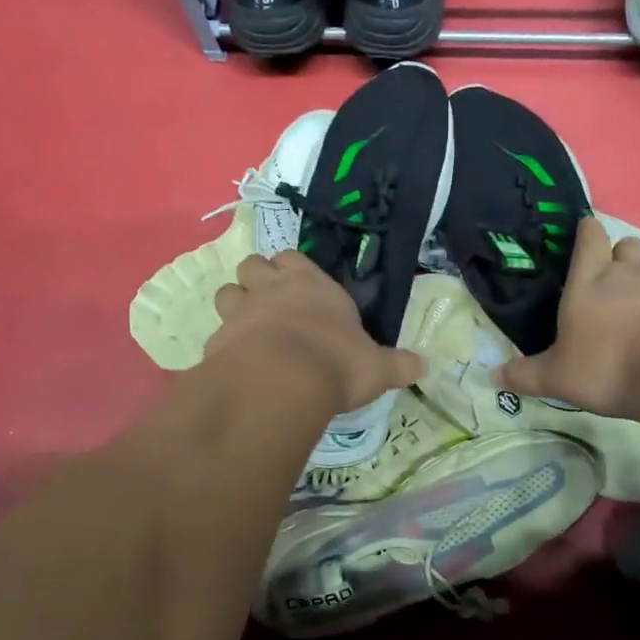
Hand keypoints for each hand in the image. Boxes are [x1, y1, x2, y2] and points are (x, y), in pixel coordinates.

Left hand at [207, 251, 424, 412]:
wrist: (281, 382)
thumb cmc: (336, 362)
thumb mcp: (377, 367)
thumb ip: (397, 365)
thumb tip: (423, 366)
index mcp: (310, 284)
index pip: (292, 258)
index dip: (291, 270)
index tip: (299, 288)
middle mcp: (270, 289)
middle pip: (251, 264)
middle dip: (256, 280)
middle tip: (271, 306)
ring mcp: (239, 312)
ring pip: (225, 293)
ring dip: (235, 307)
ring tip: (250, 332)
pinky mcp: (216, 342)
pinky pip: (216, 335)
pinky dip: (224, 346)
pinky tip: (237, 366)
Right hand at [496, 216, 639, 419]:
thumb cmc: (606, 367)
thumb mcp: (556, 378)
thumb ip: (525, 374)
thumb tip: (492, 376)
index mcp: (589, 281)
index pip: (590, 236)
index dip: (587, 233)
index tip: (585, 238)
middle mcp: (629, 273)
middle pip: (629, 244)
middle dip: (623, 256)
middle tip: (616, 282)